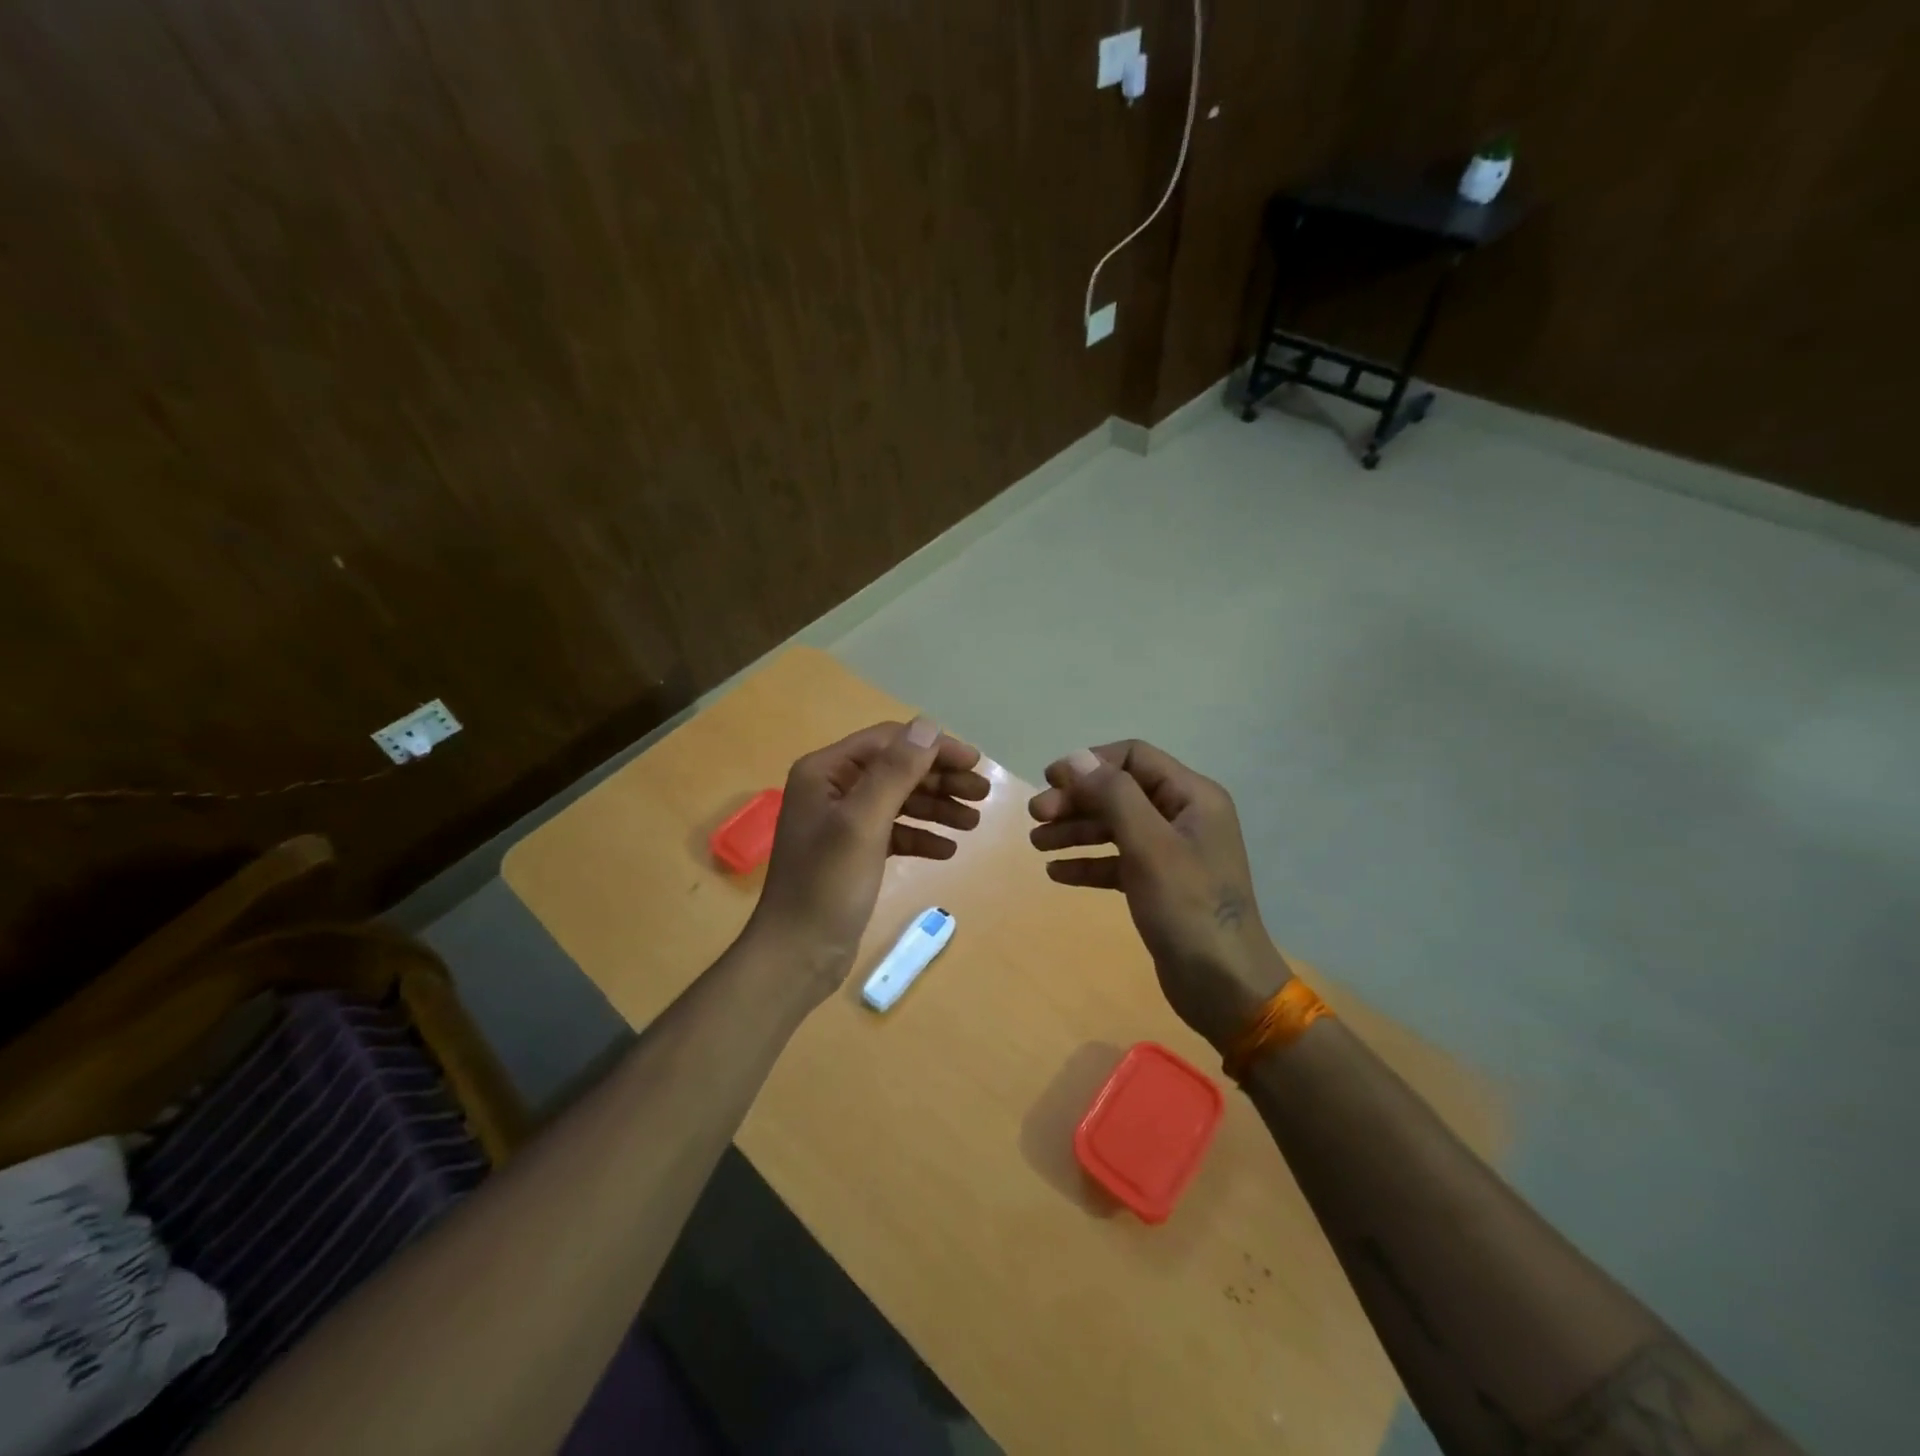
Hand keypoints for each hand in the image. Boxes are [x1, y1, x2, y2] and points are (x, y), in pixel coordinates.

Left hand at [748, 717, 988, 999]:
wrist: (797, 955)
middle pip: (897, 770)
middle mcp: (833, 789)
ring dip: (937, 808)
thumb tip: (927, 725)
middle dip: (940, 779)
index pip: (888, 742)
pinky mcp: (854, 853)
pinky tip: (948, 850)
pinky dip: (921, 837)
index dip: (933, 747)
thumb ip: (895, 772)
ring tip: (973, 822)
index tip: (975, 762)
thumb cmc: (827, 885)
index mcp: (825, 772)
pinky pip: (895, 833)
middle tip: (984, 794)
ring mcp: (843, 822)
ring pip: (900, 802)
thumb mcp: (863, 823)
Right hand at [1029, 740, 1290, 1049]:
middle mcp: (1183, 816)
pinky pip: (1117, 861)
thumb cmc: (1188, 909)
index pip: (1134, 758)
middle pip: (1120, 791)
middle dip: (1076, 800)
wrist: (1224, 987)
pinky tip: (1056, 873)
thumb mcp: (1149, 846)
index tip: (1049, 782)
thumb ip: (1114, 796)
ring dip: (1075, 830)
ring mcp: (1172, 852)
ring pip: (1115, 826)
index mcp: (1192, 796)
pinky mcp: (1159, 884)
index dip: (1089, 763)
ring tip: (1037, 844)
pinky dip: (1088, 862)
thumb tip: (1076, 759)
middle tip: (1035, 817)